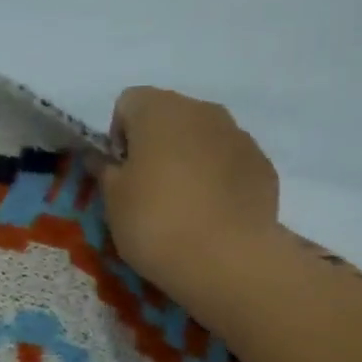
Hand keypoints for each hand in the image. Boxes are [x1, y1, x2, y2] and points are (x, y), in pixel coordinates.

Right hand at [98, 87, 280, 322]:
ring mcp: (239, 135)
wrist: (226, 259)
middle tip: (147, 190)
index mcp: (159, 110)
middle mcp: (202, 110)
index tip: (120, 172)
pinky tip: (211, 215)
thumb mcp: (113, 200)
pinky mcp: (262, 165)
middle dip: (156, 145)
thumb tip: (100, 158)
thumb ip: (104, 171)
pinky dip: (217, 180)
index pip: (128, 102)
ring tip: (182, 206)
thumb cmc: (155, 222)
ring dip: (188, 160)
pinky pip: (229, 163)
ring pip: (202, 138)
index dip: (118, 136)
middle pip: (169, 116)